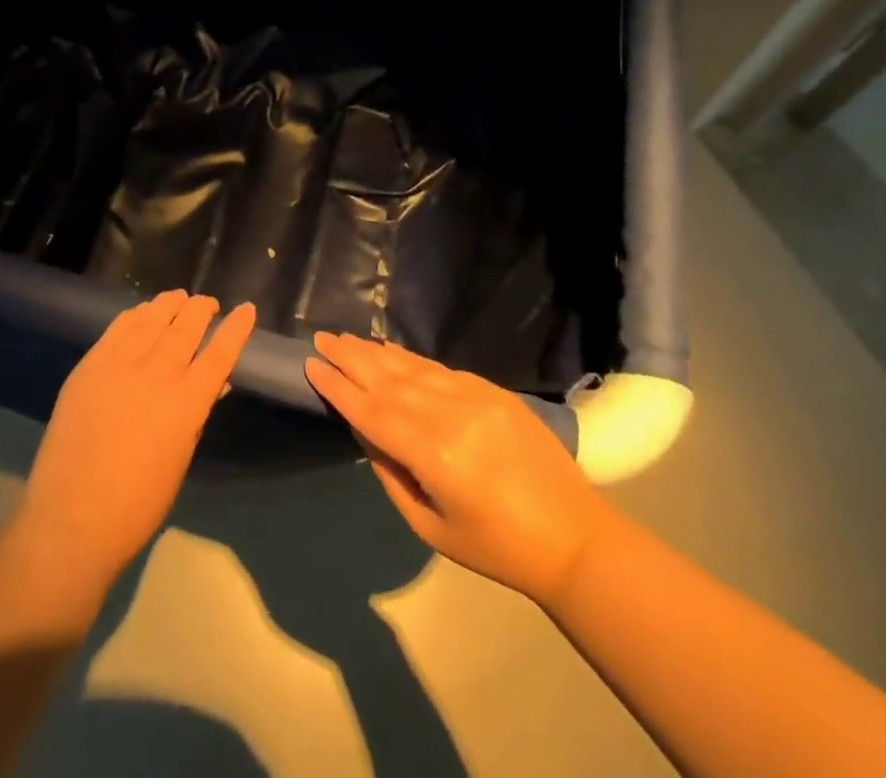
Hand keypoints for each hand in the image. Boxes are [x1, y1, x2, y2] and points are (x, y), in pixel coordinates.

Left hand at [14, 291, 255, 584]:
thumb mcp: (180, 459)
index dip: (236, 328)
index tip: (246, 309)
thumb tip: (214, 384)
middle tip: (209, 303)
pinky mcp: (92, 364)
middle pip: (187, 326)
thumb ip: (196, 415)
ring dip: (170, 304)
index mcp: (187, 403)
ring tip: (179, 297)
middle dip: (202, 309)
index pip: (220, 353)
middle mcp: (158, 374)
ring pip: (153, 319)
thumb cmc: (137, 504)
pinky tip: (143, 311)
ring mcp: (121, 364)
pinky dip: (136, 314)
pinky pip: (119, 327)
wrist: (73, 516)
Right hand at [304, 332, 613, 604]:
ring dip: (376, 352)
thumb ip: (391, 474)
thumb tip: (364, 431)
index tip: (311, 365)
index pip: (372, 412)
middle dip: (350, 358)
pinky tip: (391, 351)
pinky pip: (440, 369)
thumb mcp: (431, 527)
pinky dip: (410, 358)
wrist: (575, 538)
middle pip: (388, 380)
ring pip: (412, 367)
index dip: (339, 388)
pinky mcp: (493, 391)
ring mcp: (475, 397)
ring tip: (347, 338)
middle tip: (321, 338)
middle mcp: (450, 415)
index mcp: (433, 454)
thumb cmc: (496, 547)